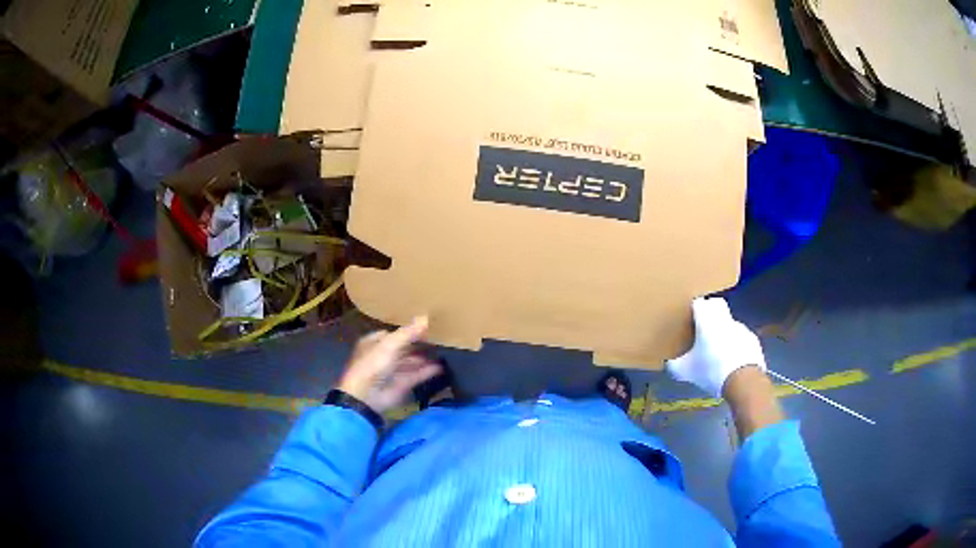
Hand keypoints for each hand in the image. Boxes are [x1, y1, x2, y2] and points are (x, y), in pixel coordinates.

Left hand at [337, 317, 441, 413]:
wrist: (367, 396)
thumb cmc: (374, 365)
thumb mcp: (390, 344)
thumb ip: (408, 332)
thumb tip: (425, 317)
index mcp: (375, 343)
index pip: (393, 334)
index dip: (407, 330)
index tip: (426, 325)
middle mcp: (384, 356)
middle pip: (404, 348)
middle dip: (419, 344)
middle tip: (440, 338)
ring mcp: (393, 371)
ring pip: (412, 362)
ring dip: (426, 358)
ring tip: (445, 350)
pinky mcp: (402, 384)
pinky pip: (417, 375)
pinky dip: (428, 371)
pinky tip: (442, 366)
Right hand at [665, 297, 765, 396]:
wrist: (743, 380)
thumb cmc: (711, 370)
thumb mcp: (686, 372)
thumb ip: (675, 365)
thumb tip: (669, 363)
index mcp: (707, 321)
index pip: (699, 303)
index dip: (694, 308)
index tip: (689, 318)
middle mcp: (724, 319)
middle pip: (717, 305)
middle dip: (711, 311)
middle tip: (703, 327)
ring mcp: (741, 328)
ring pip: (730, 322)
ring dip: (724, 331)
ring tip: (718, 351)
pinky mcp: (752, 339)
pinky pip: (741, 337)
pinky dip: (736, 344)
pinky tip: (732, 360)